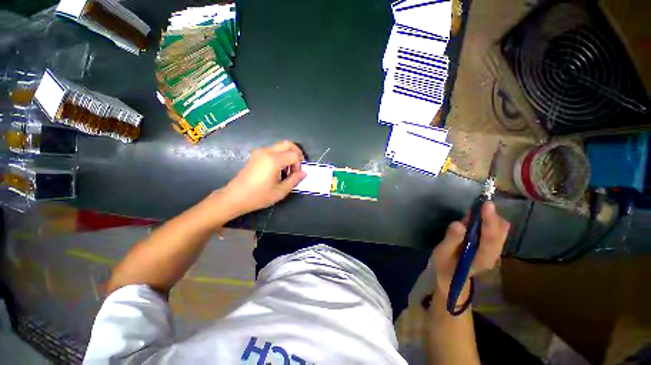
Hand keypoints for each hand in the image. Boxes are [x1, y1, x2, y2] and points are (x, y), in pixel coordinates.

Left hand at [220, 141, 305, 216]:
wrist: (235, 197)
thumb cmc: (259, 196)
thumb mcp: (280, 191)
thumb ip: (294, 180)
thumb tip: (304, 173)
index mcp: (274, 160)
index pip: (294, 155)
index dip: (299, 165)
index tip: (296, 175)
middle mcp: (267, 151)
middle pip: (288, 144)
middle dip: (297, 153)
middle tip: (297, 166)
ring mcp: (260, 152)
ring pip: (280, 146)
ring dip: (288, 155)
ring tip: (287, 170)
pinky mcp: (256, 155)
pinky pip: (273, 150)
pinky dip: (280, 156)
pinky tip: (278, 169)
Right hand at [430, 202, 509, 304]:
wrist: (452, 277)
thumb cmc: (445, 264)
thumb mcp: (442, 253)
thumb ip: (451, 240)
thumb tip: (459, 224)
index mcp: (482, 258)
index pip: (490, 238)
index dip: (489, 220)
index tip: (486, 204)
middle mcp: (494, 254)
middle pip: (501, 232)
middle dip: (491, 216)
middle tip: (477, 204)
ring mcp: (495, 250)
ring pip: (501, 230)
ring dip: (491, 217)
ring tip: (474, 211)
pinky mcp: (492, 246)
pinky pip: (497, 230)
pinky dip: (490, 220)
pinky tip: (476, 218)